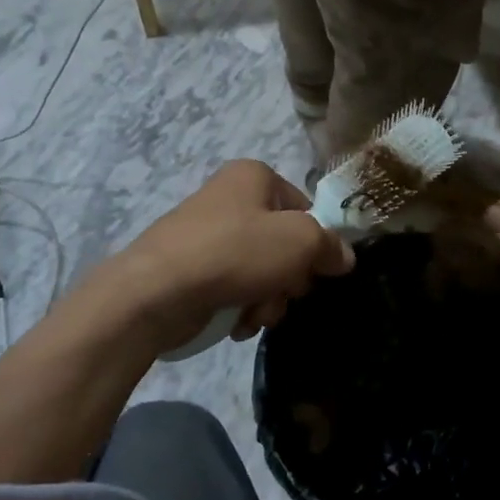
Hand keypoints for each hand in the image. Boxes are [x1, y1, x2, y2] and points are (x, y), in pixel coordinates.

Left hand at [108, 160, 353, 351]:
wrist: (156, 292)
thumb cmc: (235, 253)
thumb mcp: (300, 241)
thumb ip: (329, 245)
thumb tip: (343, 257)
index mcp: (254, 176)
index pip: (305, 208)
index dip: (316, 242)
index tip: (316, 271)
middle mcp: (230, 198)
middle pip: (284, 243)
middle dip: (289, 278)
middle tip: (281, 293)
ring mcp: (209, 236)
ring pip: (263, 271)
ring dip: (268, 299)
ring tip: (253, 314)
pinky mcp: (194, 270)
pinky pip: (235, 288)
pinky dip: (242, 307)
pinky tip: (236, 323)